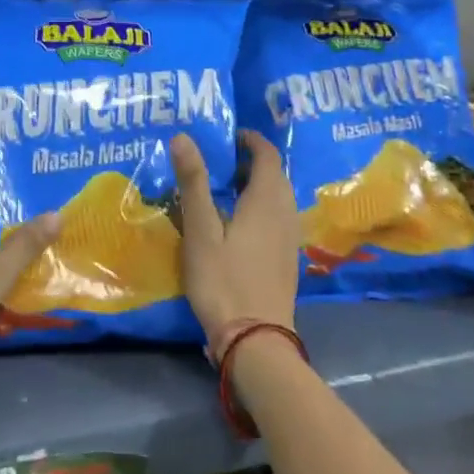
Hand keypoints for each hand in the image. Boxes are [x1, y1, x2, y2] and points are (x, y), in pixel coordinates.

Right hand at [170, 130, 299, 344]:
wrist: (256, 338)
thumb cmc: (223, 280)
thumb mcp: (201, 230)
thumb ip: (193, 182)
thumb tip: (183, 137)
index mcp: (266, 200)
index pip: (268, 155)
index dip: (252, 140)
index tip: (230, 135)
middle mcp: (285, 213)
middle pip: (276, 175)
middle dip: (253, 161)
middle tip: (221, 160)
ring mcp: (289, 238)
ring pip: (278, 197)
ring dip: (258, 185)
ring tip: (226, 188)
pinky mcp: (287, 258)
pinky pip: (278, 217)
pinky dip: (262, 206)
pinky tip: (238, 223)